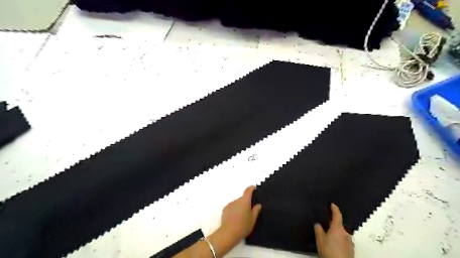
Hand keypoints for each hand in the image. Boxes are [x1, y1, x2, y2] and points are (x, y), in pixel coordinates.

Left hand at [220, 187, 261, 240]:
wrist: (228, 233)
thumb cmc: (243, 226)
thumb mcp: (252, 220)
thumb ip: (256, 211)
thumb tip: (258, 204)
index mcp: (245, 201)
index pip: (248, 191)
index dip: (251, 188)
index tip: (254, 187)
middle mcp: (237, 200)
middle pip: (242, 198)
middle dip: (246, 202)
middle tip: (249, 210)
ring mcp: (230, 204)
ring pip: (237, 203)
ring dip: (239, 206)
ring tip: (241, 216)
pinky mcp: (225, 209)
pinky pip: (231, 207)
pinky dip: (234, 209)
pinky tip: (235, 218)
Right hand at [315, 204, 352, 257]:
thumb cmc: (330, 251)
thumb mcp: (320, 239)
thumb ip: (318, 229)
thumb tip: (318, 225)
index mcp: (338, 228)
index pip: (337, 215)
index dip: (334, 209)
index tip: (333, 205)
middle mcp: (345, 233)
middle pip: (339, 226)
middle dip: (333, 226)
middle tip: (325, 227)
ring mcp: (349, 242)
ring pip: (341, 234)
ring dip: (336, 234)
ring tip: (328, 239)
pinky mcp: (351, 250)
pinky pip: (344, 241)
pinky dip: (339, 241)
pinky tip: (333, 246)